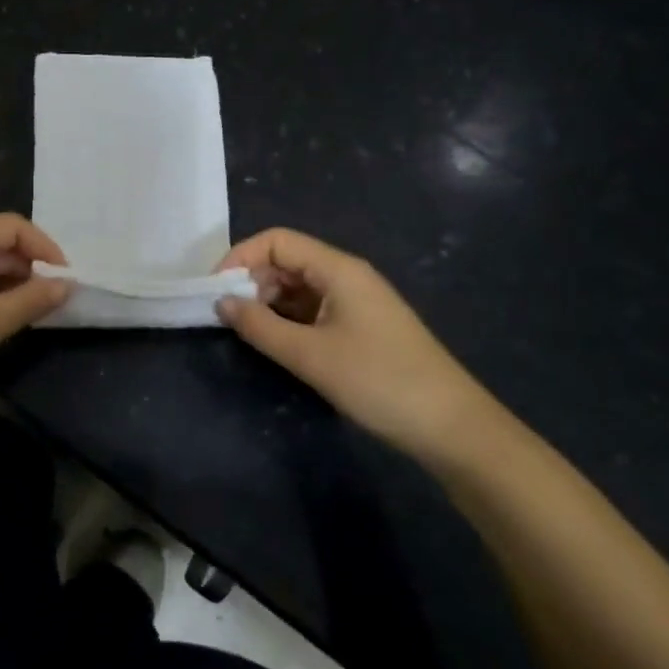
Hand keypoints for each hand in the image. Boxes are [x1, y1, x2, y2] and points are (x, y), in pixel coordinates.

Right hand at [216, 228, 498, 465]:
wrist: (452, 428)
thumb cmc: (379, 381)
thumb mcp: (310, 355)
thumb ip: (260, 326)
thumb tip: (221, 302)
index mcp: (339, 269)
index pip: (277, 240)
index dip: (241, 257)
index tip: (215, 290)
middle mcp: (347, 275)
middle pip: (287, 259)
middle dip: (252, 280)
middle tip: (228, 316)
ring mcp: (357, 301)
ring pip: (299, 285)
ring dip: (269, 302)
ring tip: (248, 331)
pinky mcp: (362, 326)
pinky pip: (314, 308)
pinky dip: (289, 318)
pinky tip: (278, 342)